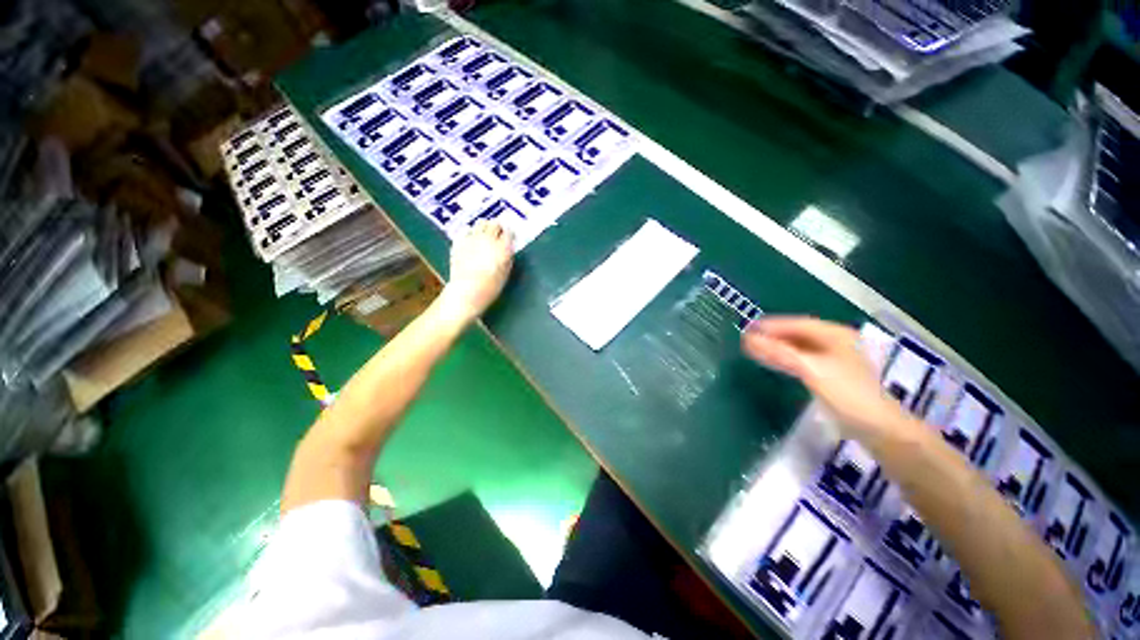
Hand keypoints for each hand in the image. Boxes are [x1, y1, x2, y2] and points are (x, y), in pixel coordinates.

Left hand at [438, 221, 514, 324]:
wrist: (467, 291)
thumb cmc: (491, 287)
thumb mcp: (506, 273)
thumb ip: (508, 257)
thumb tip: (507, 249)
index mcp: (503, 247)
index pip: (509, 231)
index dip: (510, 234)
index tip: (510, 237)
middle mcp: (488, 239)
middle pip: (494, 223)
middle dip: (497, 227)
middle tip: (498, 234)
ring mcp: (472, 238)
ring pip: (480, 223)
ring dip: (485, 227)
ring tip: (484, 234)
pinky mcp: (459, 241)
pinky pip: (466, 231)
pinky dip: (470, 233)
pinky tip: (471, 241)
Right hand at [742, 316, 909, 440]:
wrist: (878, 429)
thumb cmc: (847, 394)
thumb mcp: (811, 369)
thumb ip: (779, 353)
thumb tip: (748, 339)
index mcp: (835, 335)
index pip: (798, 324)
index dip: (772, 325)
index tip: (749, 328)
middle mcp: (837, 342)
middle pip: (798, 334)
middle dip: (773, 335)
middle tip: (748, 338)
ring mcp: (836, 359)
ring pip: (800, 347)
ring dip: (778, 347)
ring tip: (755, 349)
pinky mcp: (832, 374)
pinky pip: (803, 359)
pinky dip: (786, 358)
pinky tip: (775, 361)